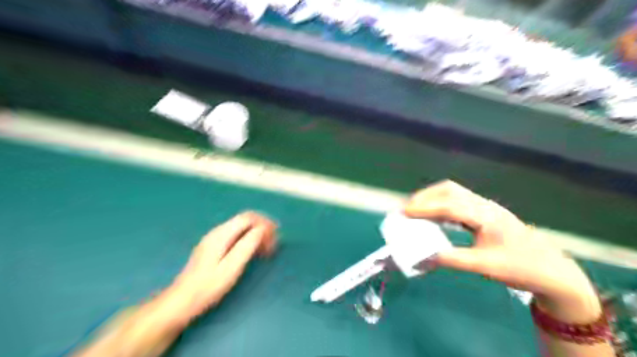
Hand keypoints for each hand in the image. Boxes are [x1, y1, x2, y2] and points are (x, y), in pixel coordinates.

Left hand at [173, 212, 275, 316]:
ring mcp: (214, 239)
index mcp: (221, 234)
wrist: (182, 301)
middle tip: (274, 243)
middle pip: (245, 220)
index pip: (248, 217)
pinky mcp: (214, 247)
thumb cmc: (208, 287)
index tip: (276, 236)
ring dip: (257, 234)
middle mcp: (218, 232)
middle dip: (262, 228)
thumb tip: (262, 229)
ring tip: (267, 248)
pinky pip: (236, 236)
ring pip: (241, 228)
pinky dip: (249, 239)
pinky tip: (254, 252)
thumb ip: (247, 246)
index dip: (265, 223)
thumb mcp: (231, 267)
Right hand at [405, 180, 600, 321]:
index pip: (449, 206)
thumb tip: (422, 259)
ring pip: (453, 192)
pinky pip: (458, 200)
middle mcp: (484, 205)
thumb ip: (452, 260)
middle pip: (449, 190)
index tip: (405, 213)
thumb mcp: (484, 266)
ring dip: (432, 197)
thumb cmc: (520, 267)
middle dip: (425, 197)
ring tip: (415, 209)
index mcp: (486, 216)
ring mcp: (485, 206)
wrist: (552, 269)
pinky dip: (441, 203)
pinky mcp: (484, 211)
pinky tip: (434, 214)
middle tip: (407, 209)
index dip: (425, 208)